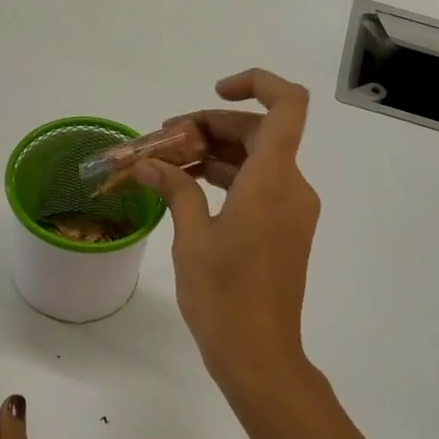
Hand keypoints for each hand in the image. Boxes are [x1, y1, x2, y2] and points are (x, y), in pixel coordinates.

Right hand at [132, 70, 321, 405]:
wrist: (258, 354)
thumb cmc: (223, 294)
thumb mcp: (192, 236)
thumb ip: (174, 188)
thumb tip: (146, 163)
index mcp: (273, 180)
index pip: (287, 105)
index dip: (256, 84)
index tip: (214, 93)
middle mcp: (292, 187)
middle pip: (260, 132)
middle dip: (211, 127)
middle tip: (164, 141)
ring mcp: (291, 210)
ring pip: (258, 160)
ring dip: (215, 154)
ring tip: (166, 163)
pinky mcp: (284, 230)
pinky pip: (259, 187)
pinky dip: (227, 179)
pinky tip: (188, 189)